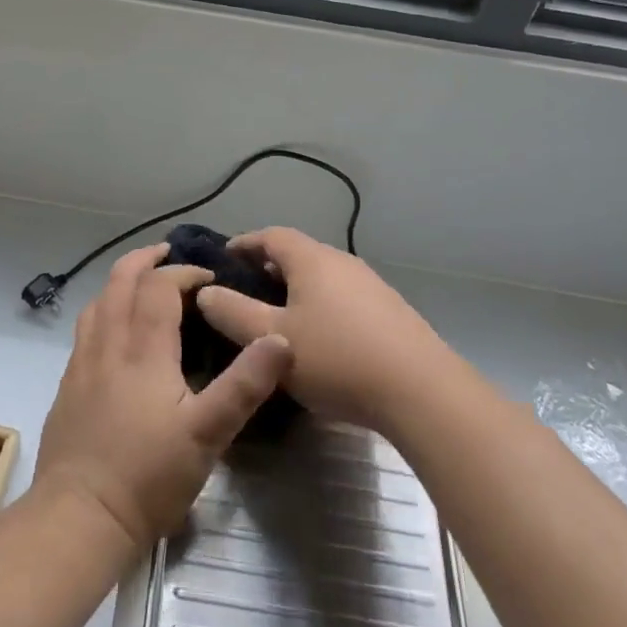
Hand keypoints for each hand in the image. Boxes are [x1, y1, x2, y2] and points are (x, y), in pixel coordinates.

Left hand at [32, 246, 292, 550]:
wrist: (79, 517)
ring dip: (120, 281)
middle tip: (167, 253)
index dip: (184, 272)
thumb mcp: (208, 435)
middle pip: (120, 282)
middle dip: (144, 260)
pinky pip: (85, 328)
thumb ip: (244, 385)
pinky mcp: (69, 385)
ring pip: (98, 302)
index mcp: (143, 350)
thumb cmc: (148, 476)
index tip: (209, 278)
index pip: (159, 287)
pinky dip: (104, 309)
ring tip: (141, 281)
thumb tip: (279, 339)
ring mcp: (82, 364)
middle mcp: (108, 345)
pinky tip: (114, 331)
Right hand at [195, 227, 449, 432]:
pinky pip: (343, 296)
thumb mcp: (272, 340)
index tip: (224, 259)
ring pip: (322, 276)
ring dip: (296, 288)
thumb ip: (233, 313)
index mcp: (312, 260)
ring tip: (277, 316)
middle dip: (268, 268)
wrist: (421, 391)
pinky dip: (321, 304)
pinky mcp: (390, 311)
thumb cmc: (337, 358)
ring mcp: (371, 285)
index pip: (271, 235)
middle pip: (298, 253)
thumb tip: (205, 292)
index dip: (244, 243)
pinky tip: (319, 338)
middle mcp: (342, 262)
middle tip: (244, 292)